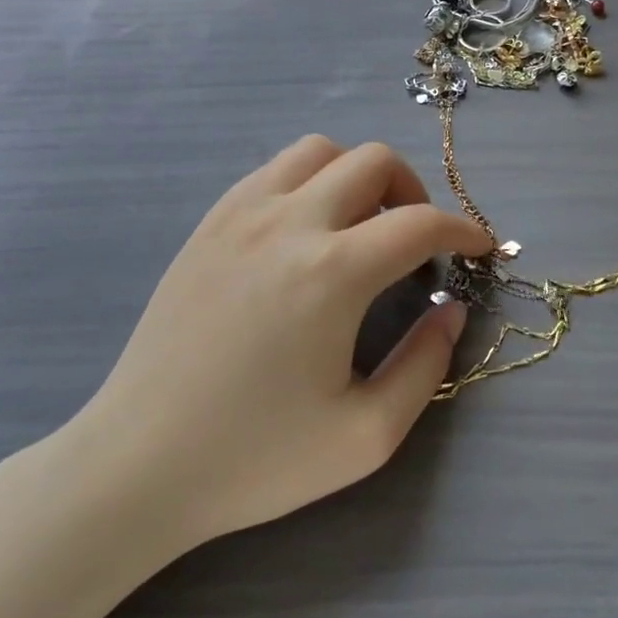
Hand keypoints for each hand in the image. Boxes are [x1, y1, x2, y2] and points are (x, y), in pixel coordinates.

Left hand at [63, 136, 490, 559]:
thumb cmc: (256, 458)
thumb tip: (450, 310)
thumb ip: (425, 365)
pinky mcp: (207, 226)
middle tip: (419, 242)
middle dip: (414, 192)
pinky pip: (273, 171)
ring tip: (363, 227)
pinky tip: (308, 234)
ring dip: (358, 175)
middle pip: (373, 161)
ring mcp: (240, 216)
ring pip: (319, 151)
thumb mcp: (366, 434)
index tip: (479, 248)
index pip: (420, 222)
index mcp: (332, 273)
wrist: (137, 465)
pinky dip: (310, 182)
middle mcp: (288, 224)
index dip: (463, 229)